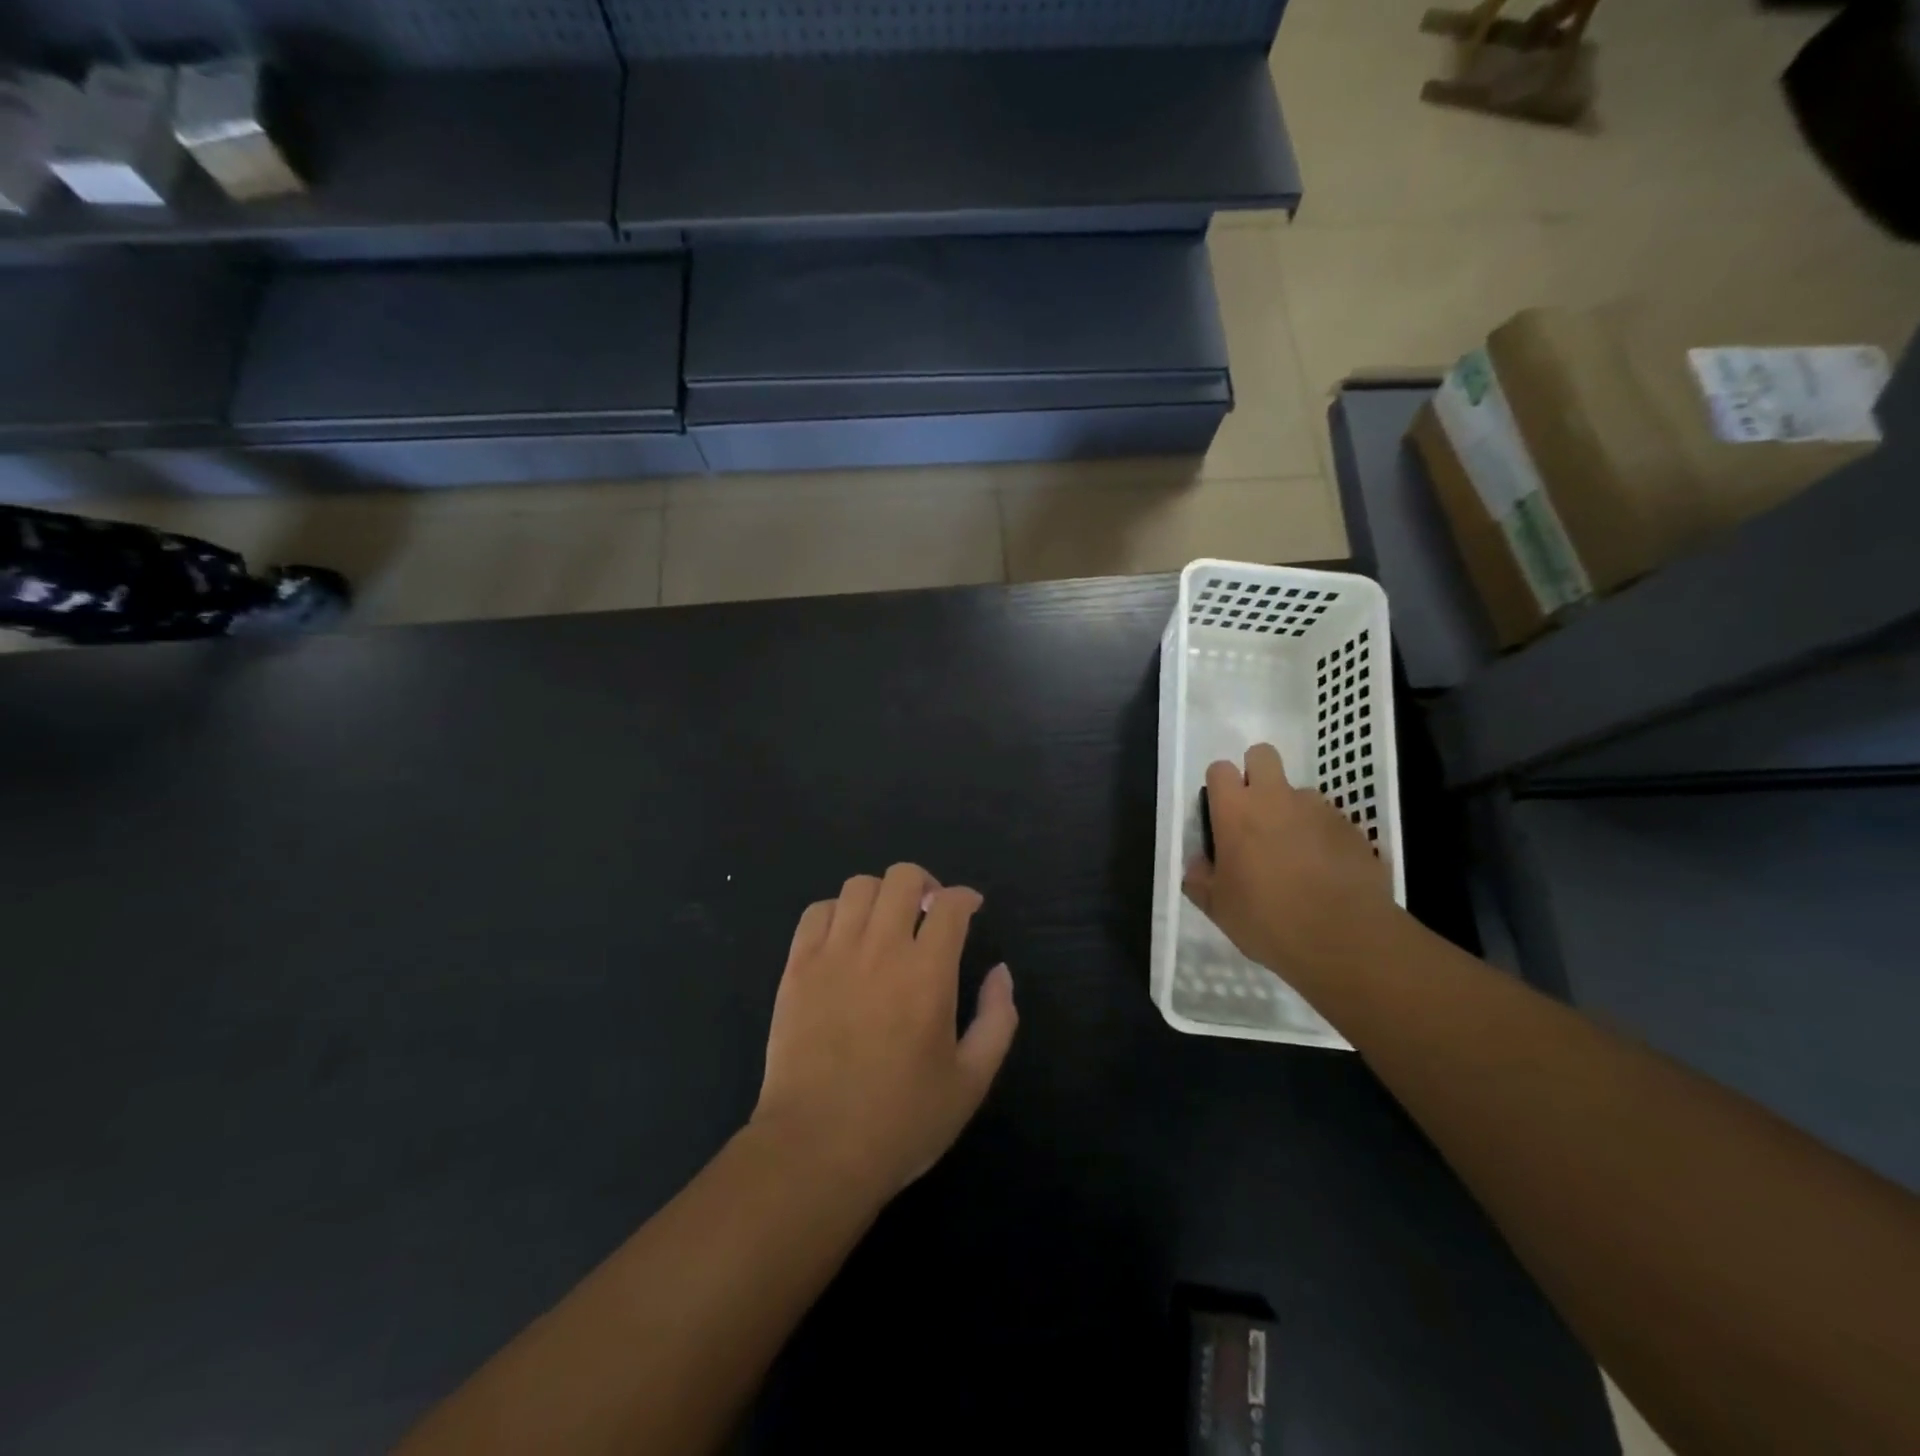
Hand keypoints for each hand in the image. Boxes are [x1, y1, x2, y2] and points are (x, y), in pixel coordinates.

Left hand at [751, 864, 1018, 1203]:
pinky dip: (836, 912)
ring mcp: (833, 954)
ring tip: (886, 922)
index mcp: (928, 973)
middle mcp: (881, 948)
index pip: (950, 904)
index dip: (965, 897)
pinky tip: (845, 937)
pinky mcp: (797, 968)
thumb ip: (997, 1019)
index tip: (970, 909)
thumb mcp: (971, 1081)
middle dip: (924, 884)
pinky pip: (815, 912)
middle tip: (929, 911)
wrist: (816, 1150)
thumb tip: (1000, 972)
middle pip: (902, 878)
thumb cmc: (902, 1120)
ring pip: (858, 886)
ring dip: (881, 895)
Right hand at [1183, 744, 1395, 982]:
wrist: (1344, 939)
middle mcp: (1275, 798)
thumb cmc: (1267, 919)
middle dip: (1256, 774)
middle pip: (1262, 755)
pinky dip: (1322, 836)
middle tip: (1255, 815)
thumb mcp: (1218, 907)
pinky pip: (1329, 820)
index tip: (1220, 814)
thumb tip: (1200, 863)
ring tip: (1295, 852)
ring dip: (1292, 810)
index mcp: (1236, 811)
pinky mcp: (1351, 828)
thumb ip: (1201, 878)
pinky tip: (1324, 871)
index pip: (1219, 769)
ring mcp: (1318, 809)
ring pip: (1299, 791)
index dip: (1219, 787)